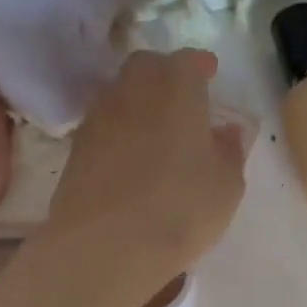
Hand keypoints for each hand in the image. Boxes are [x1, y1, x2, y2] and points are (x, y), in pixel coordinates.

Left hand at [46, 48, 247, 292]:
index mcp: (176, 86)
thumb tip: (226, 132)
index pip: (189, 61)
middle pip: (147, 67)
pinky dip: (121, 133)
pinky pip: (105, 127)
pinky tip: (132, 159)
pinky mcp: (77, 149)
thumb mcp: (227, 186)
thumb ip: (230, 152)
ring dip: (140, 104)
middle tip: (183, 100)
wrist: (107, 245)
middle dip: (166, 76)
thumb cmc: (182, 208)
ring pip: (122, 95)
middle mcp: (133, 89)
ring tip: (157, 132)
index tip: (211, 74)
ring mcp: (99, 117)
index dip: (201, 67)